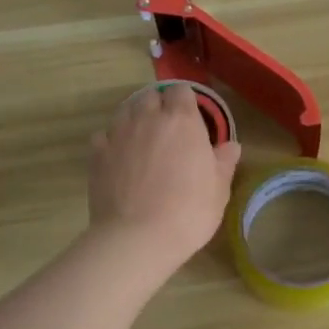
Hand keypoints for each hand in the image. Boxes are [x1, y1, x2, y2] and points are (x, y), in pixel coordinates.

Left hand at [89, 85, 242, 273]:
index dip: (186, 102)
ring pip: (125, 111)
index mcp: (182, 121)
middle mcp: (148, 118)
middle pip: (150, 96)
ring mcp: (118, 134)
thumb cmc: (189, 211)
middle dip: (159, 106)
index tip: (192, 119)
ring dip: (135, 118)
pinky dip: (111, 141)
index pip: (181, 91)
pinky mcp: (97, 154)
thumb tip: (231, 145)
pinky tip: (119, 158)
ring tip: (142, 140)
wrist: (138, 237)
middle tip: (168, 130)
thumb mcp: (219, 188)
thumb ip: (224, 161)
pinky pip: (103, 136)